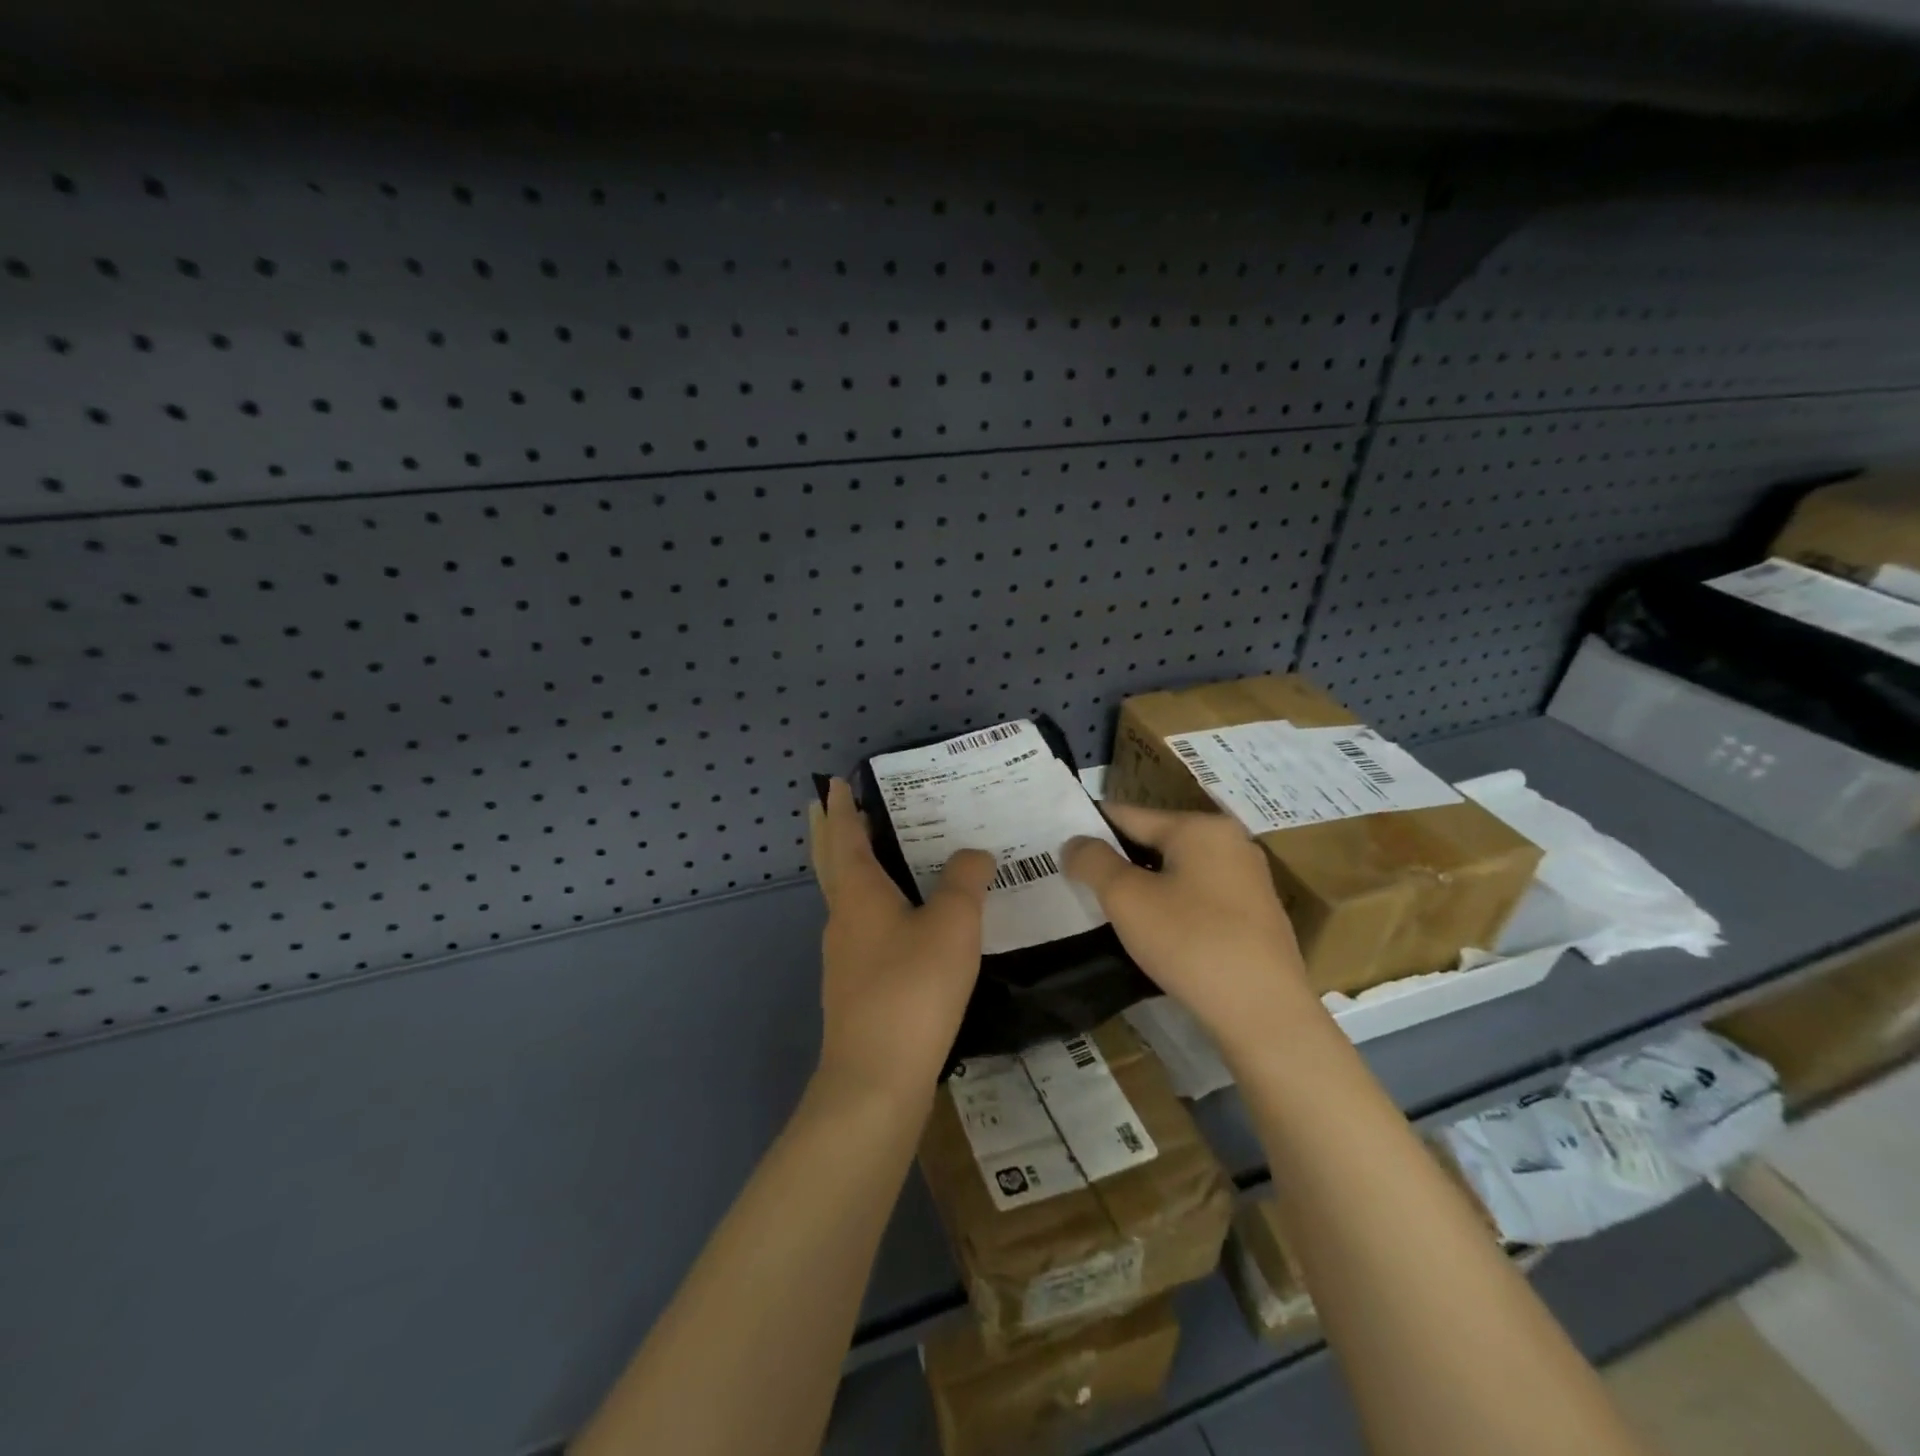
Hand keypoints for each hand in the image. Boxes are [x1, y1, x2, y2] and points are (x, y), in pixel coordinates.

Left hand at [808, 778, 995, 1110]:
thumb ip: (966, 880)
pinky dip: (870, 904)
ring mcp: (844, 956)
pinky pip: (861, 926)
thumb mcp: (953, 924)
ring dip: (850, 868)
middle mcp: (842, 918)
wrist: (877, 1078)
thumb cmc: (913, 988)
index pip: (844, 835)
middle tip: (828, 805)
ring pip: (844, 897)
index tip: (835, 783)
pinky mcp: (855, 987)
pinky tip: (898, 920)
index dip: (841, 807)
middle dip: (829, 831)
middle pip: (830, 863)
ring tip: (876, 854)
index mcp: (857, 892)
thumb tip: (973, 854)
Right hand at [1063, 804, 1318, 1058]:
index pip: (1128, 814)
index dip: (1090, 830)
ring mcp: (1249, 880)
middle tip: (1082, 886)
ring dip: (1145, 887)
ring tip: (1112, 913)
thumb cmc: (1191, 943)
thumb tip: (1074, 843)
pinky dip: (1173, 908)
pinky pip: (1200, 898)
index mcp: (1201, 827)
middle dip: (1118, 861)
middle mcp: (1231, 842)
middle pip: (1155, 841)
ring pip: (1178, 872)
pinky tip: (1156, 936)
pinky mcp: (1257, 916)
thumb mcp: (1126, 898)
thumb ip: (1092, 861)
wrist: (1265, 1014)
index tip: (1061, 851)